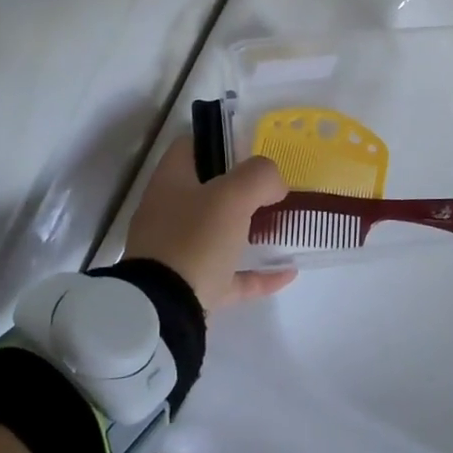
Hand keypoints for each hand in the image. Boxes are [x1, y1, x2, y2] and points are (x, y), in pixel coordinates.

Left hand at [125, 136, 293, 310]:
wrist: (164, 312)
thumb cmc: (194, 239)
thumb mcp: (232, 196)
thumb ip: (259, 176)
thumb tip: (274, 183)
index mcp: (171, 183)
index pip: (190, 146)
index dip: (219, 141)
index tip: (253, 148)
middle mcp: (169, 214)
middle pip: (208, 192)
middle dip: (243, 190)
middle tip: (276, 190)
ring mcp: (178, 254)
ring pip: (220, 235)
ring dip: (252, 231)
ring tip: (286, 227)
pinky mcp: (191, 289)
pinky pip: (230, 276)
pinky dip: (257, 273)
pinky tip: (287, 272)